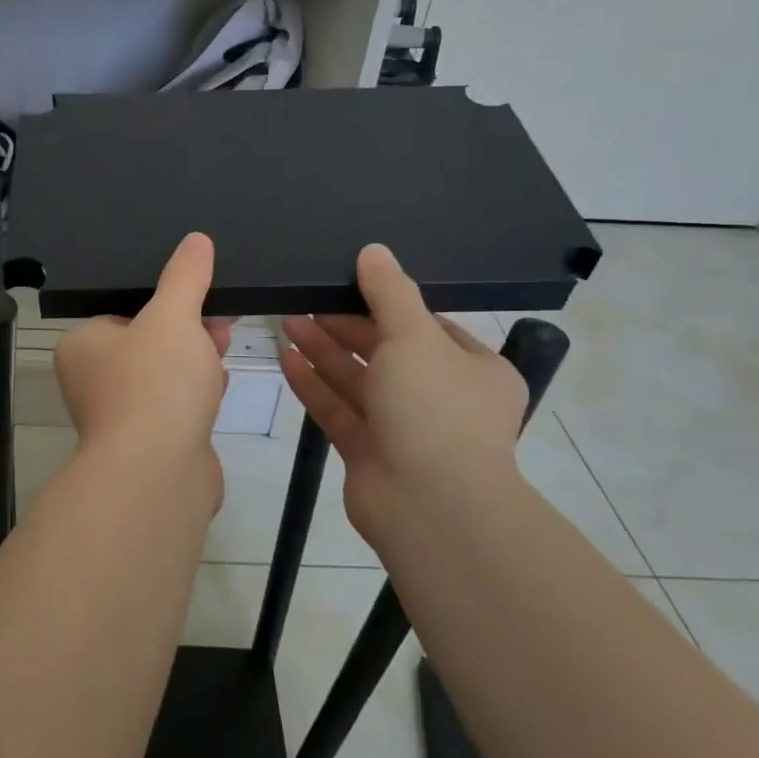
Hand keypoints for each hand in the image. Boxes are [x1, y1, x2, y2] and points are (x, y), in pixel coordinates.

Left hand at [53, 233, 233, 509]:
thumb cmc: (155, 383)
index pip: (123, 310)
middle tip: (222, 323)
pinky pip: (175, 406)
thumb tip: (196, 239)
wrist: (158, 474)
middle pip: (147, 341)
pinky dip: (196, 394)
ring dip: (196, 361)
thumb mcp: (172, 316)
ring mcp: (120, 415)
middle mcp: (93, 380)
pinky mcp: (148, 443)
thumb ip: (185, 277)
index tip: (200, 296)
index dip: (165, 301)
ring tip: (226, 349)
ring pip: (164, 374)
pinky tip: (219, 389)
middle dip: (188, 330)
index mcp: (82, 346)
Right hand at [280, 243, 526, 545]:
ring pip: (358, 381)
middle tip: (305, 301)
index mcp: (472, 370)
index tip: (348, 284)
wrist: (430, 507)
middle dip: (344, 327)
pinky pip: (339, 410)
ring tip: (286, 321)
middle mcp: (442, 398)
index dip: (386, 304)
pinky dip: (314, 385)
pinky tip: (286, 358)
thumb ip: (390, 293)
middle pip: (386, 352)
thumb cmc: (434, 410)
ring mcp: (404, 429)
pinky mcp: (370, 453)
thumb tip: (374, 250)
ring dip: (324, 351)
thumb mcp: (415, 337)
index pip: (427, 326)